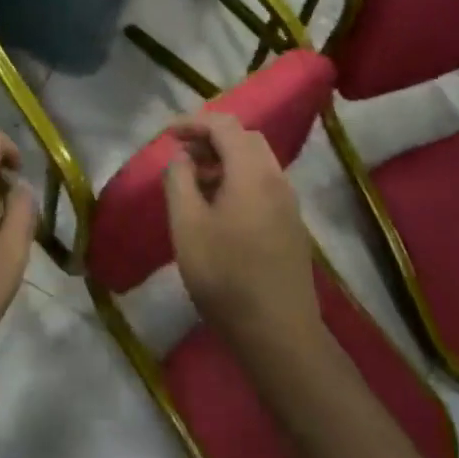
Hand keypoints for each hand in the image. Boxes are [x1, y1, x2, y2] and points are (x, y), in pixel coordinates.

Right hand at [164, 111, 321, 355]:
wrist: (279, 335)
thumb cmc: (226, 277)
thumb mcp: (187, 226)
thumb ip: (179, 181)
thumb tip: (182, 157)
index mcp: (252, 171)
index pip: (225, 125)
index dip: (193, 122)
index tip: (167, 135)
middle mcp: (276, 178)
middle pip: (245, 138)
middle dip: (211, 138)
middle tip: (182, 156)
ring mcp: (288, 203)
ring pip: (256, 161)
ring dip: (224, 160)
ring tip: (194, 183)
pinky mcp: (292, 226)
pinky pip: (263, 184)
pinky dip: (238, 179)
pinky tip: (218, 208)